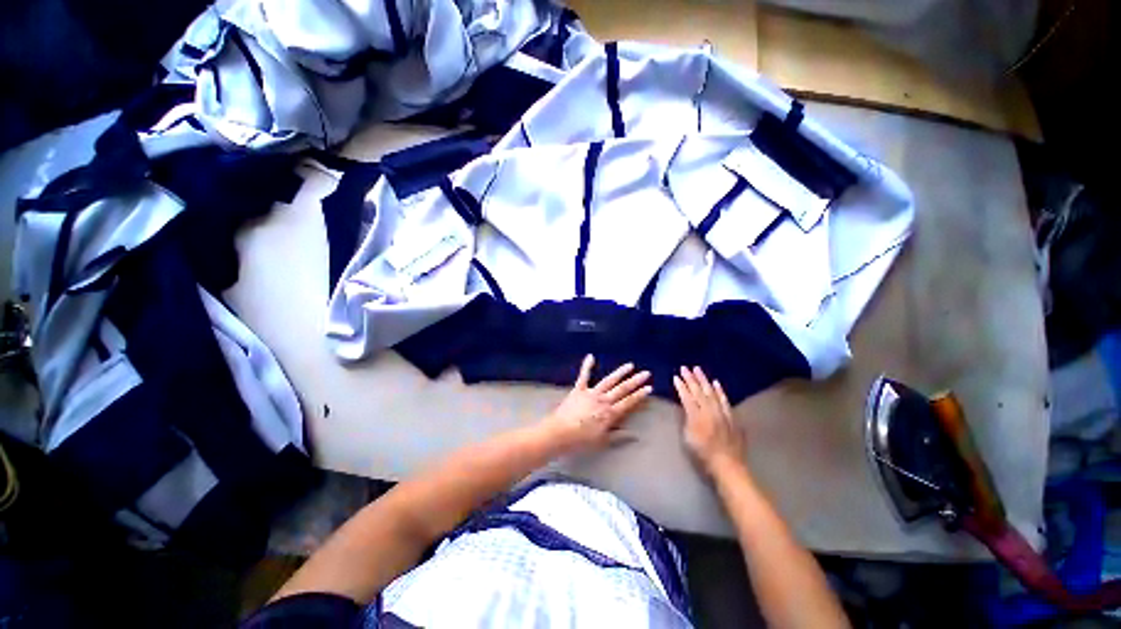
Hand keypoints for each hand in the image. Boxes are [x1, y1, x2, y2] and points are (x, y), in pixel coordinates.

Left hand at [543, 355, 651, 451]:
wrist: (560, 432)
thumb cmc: (581, 440)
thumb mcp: (603, 441)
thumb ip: (619, 436)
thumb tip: (636, 435)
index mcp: (610, 414)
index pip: (629, 402)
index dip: (639, 395)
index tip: (649, 387)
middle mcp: (603, 400)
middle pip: (622, 389)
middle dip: (635, 381)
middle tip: (646, 373)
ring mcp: (591, 393)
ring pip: (608, 381)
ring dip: (620, 372)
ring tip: (630, 365)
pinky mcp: (578, 389)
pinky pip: (584, 376)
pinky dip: (587, 366)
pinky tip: (591, 356)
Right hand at [673, 366, 745, 476]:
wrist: (728, 465)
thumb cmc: (703, 454)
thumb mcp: (688, 437)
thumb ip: (687, 419)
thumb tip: (687, 407)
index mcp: (696, 416)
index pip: (687, 397)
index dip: (681, 386)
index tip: (676, 377)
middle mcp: (710, 411)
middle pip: (699, 391)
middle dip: (691, 378)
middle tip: (685, 367)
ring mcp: (722, 412)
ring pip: (711, 392)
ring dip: (704, 380)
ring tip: (698, 369)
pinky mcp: (731, 417)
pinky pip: (725, 400)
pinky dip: (720, 391)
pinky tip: (716, 383)